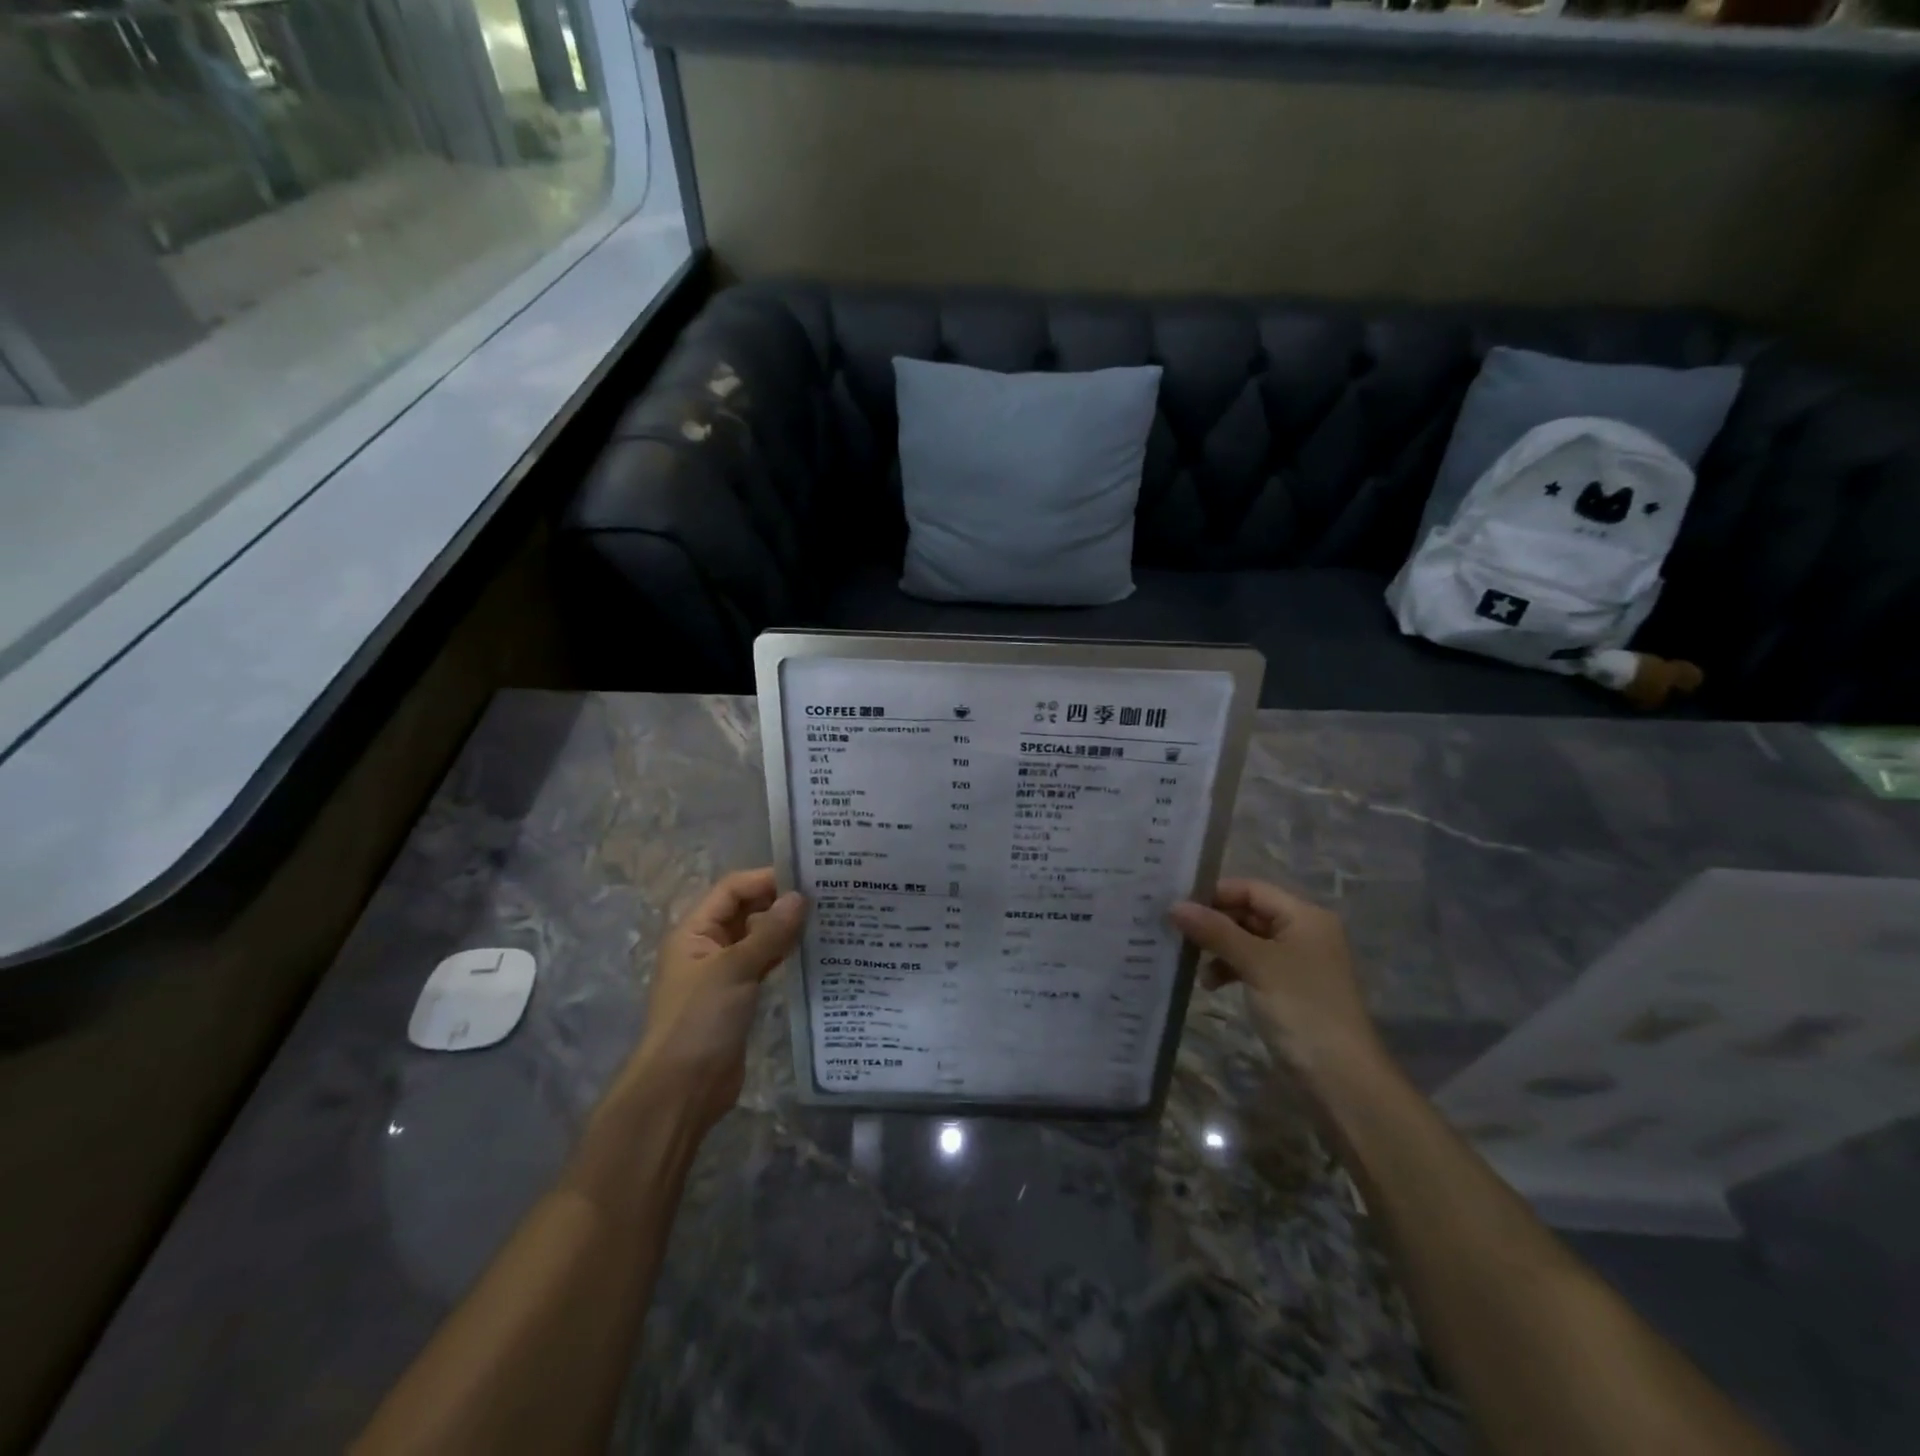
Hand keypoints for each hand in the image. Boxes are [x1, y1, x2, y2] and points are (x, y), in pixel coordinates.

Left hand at [629, 869, 805, 1133]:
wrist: (681, 1090)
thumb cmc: (699, 1020)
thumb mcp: (735, 969)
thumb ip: (769, 933)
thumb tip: (800, 897)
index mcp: (694, 931)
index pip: (732, 889)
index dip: (766, 879)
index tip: (807, 877)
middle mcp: (707, 946)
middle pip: (746, 911)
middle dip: (780, 902)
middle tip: (826, 897)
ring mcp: (723, 974)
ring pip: (758, 939)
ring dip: (785, 929)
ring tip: (827, 920)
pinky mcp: (739, 998)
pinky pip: (764, 964)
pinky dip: (784, 955)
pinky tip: (813, 952)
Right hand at [1170, 878, 1383, 1080]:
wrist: (1341, 1078)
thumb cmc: (1301, 1008)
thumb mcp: (1255, 964)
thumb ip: (1215, 931)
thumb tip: (1174, 905)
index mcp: (1304, 916)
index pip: (1251, 889)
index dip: (1215, 894)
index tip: (1177, 905)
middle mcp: (1303, 932)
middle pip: (1249, 913)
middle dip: (1213, 922)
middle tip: (1176, 932)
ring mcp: (1297, 962)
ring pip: (1247, 940)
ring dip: (1219, 948)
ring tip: (1191, 964)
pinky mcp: (1289, 989)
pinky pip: (1252, 965)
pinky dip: (1230, 969)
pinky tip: (1210, 983)